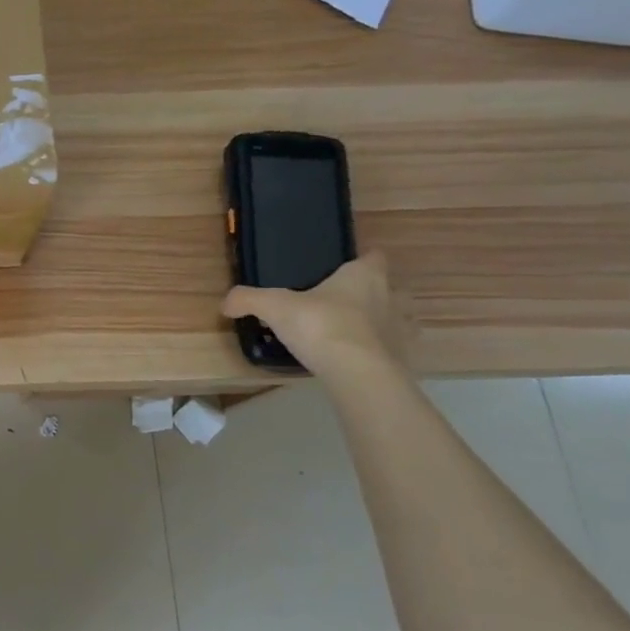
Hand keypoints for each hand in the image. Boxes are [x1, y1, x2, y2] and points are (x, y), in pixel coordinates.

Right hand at [222, 253, 405, 382]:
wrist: (358, 373)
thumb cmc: (321, 325)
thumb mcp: (274, 307)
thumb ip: (248, 300)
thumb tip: (225, 303)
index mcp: (363, 276)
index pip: (373, 257)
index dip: (359, 261)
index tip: (340, 270)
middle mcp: (390, 296)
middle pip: (385, 287)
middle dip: (367, 293)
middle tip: (336, 303)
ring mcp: (401, 329)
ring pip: (393, 318)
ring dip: (377, 323)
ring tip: (348, 333)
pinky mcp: (404, 359)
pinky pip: (391, 350)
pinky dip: (377, 352)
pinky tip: (356, 360)